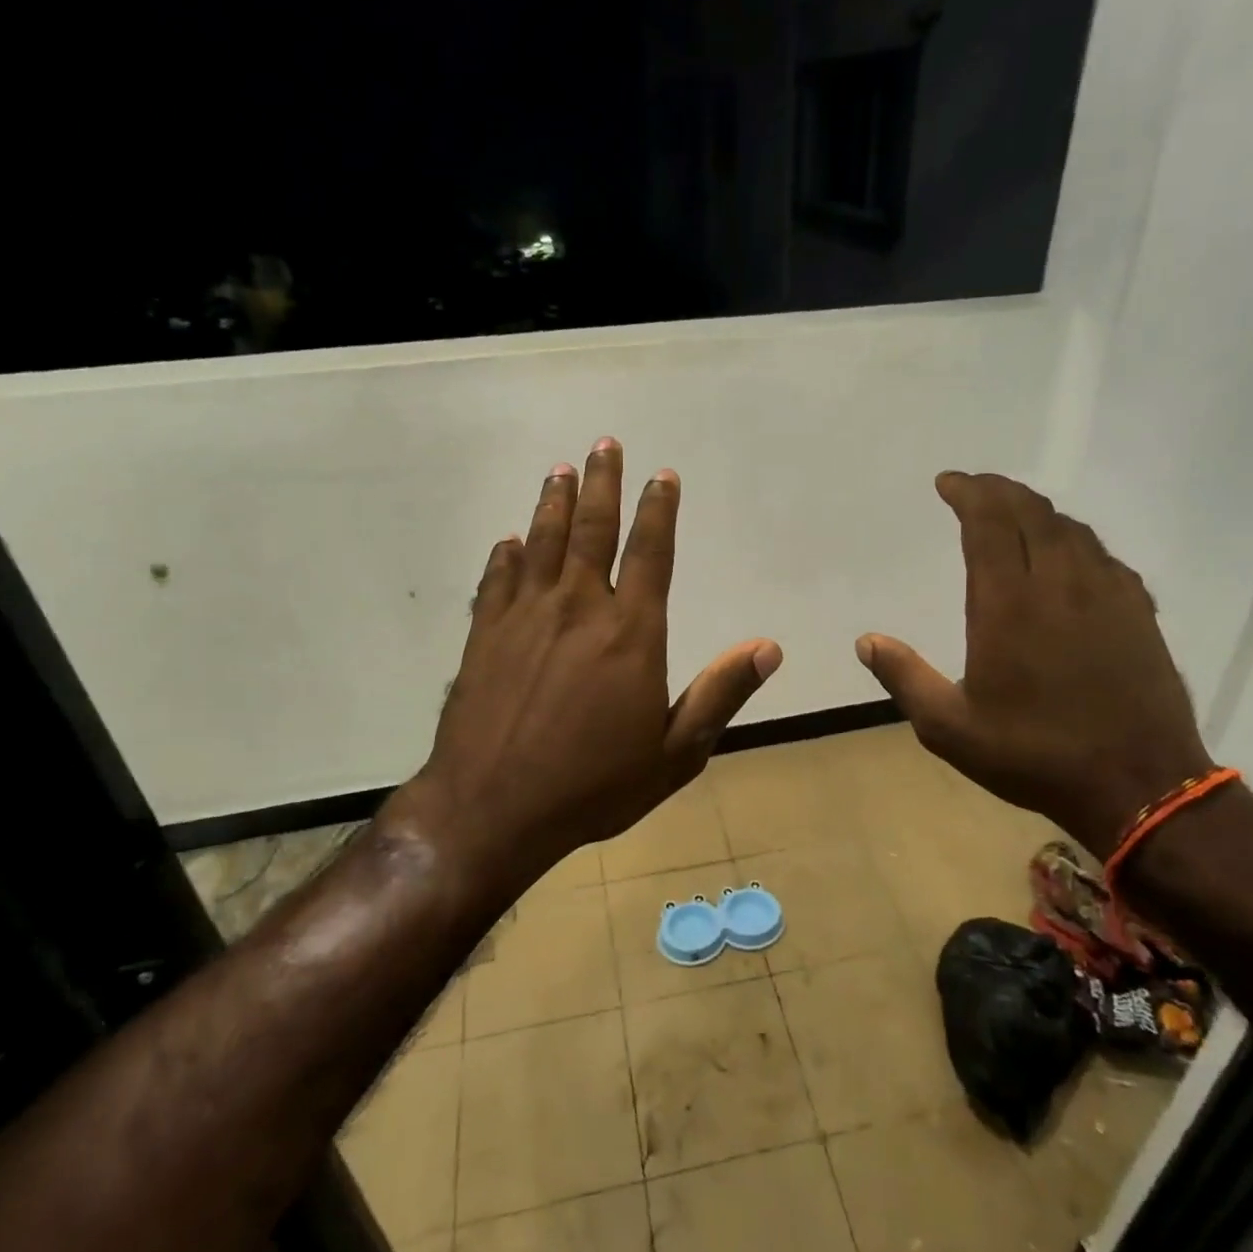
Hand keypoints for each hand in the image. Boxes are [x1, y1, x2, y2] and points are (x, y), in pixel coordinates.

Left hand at [391, 438, 780, 891]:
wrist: (493, 808)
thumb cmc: (594, 785)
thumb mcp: (675, 752)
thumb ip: (720, 694)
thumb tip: (768, 647)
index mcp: (630, 632)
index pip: (650, 552)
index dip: (658, 509)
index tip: (662, 475)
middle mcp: (577, 608)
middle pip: (593, 530)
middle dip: (603, 483)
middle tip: (604, 443)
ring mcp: (524, 616)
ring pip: (542, 542)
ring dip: (554, 503)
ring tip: (561, 471)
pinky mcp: (484, 635)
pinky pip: (497, 580)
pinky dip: (505, 556)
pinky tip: (508, 541)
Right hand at [856, 472, 1210, 855]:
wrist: (1138, 784)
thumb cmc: (1033, 754)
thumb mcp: (949, 727)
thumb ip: (905, 678)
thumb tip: (866, 641)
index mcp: (1008, 604)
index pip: (988, 524)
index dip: (968, 493)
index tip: (948, 482)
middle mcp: (1059, 584)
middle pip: (1031, 513)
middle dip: (999, 491)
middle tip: (974, 487)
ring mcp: (1106, 594)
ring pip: (1071, 529)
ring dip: (1037, 511)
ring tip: (1013, 513)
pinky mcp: (1138, 612)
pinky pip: (1103, 556)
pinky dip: (1074, 540)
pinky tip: (1068, 555)